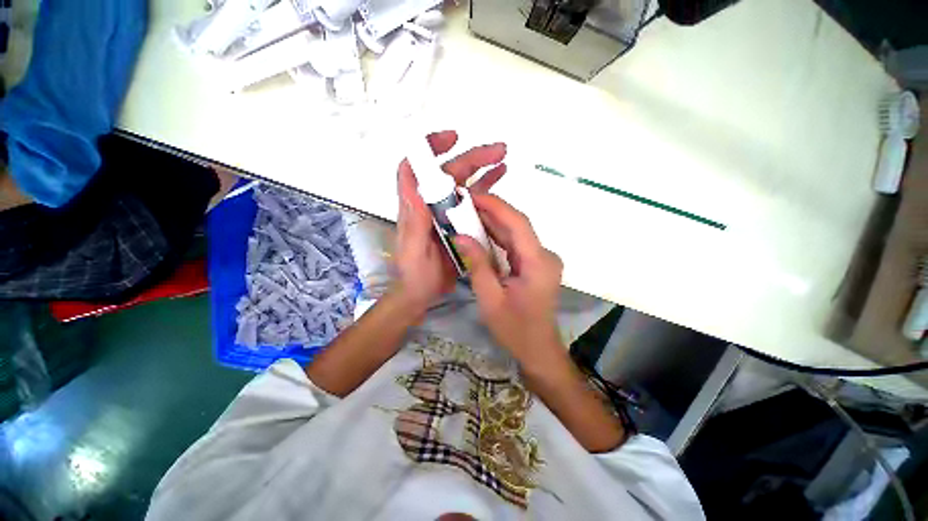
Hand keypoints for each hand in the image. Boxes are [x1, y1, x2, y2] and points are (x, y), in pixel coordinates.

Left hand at [394, 130, 506, 314]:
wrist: (424, 291)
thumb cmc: (416, 273)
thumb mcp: (413, 251)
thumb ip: (414, 224)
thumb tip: (415, 189)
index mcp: (416, 208)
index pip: (415, 169)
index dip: (429, 149)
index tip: (452, 139)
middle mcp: (431, 205)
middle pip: (448, 173)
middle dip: (472, 158)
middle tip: (498, 150)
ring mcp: (447, 213)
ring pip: (464, 184)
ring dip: (482, 169)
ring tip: (503, 158)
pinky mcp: (459, 223)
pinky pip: (473, 202)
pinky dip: (486, 189)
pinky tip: (499, 179)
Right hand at [453, 195, 566, 372]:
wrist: (538, 349)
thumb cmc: (515, 329)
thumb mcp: (490, 298)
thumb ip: (477, 264)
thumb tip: (460, 236)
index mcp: (538, 263)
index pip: (518, 224)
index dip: (496, 206)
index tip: (472, 196)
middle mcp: (545, 256)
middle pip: (518, 226)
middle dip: (491, 212)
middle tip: (464, 203)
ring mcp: (543, 260)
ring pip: (516, 234)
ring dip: (494, 223)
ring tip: (468, 213)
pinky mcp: (537, 265)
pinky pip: (516, 245)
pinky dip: (499, 238)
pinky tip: (481, 232)